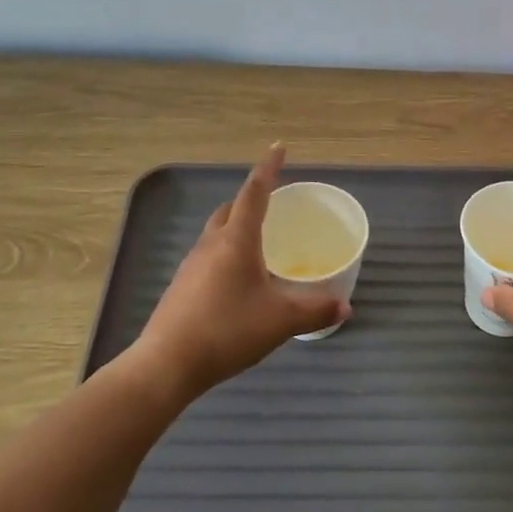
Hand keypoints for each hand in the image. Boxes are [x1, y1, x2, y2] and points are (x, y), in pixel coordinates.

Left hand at [133, 146, 348, 394]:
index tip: (278, 147)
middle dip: (251, 199)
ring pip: (217, 233)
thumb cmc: (228, 330)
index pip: (255, 192)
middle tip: (272, 202)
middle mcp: (212, 244)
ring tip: (259, 241)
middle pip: (231, 209)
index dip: (269, 168)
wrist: (167, 364)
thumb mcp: (280, 321)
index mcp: (237, 239)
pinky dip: (226, 253)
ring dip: (236, 227)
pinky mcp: (182, 286)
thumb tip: (345, 307)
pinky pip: (209, 256)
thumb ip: (315, 310)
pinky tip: (238, 279)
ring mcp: (192, 264)